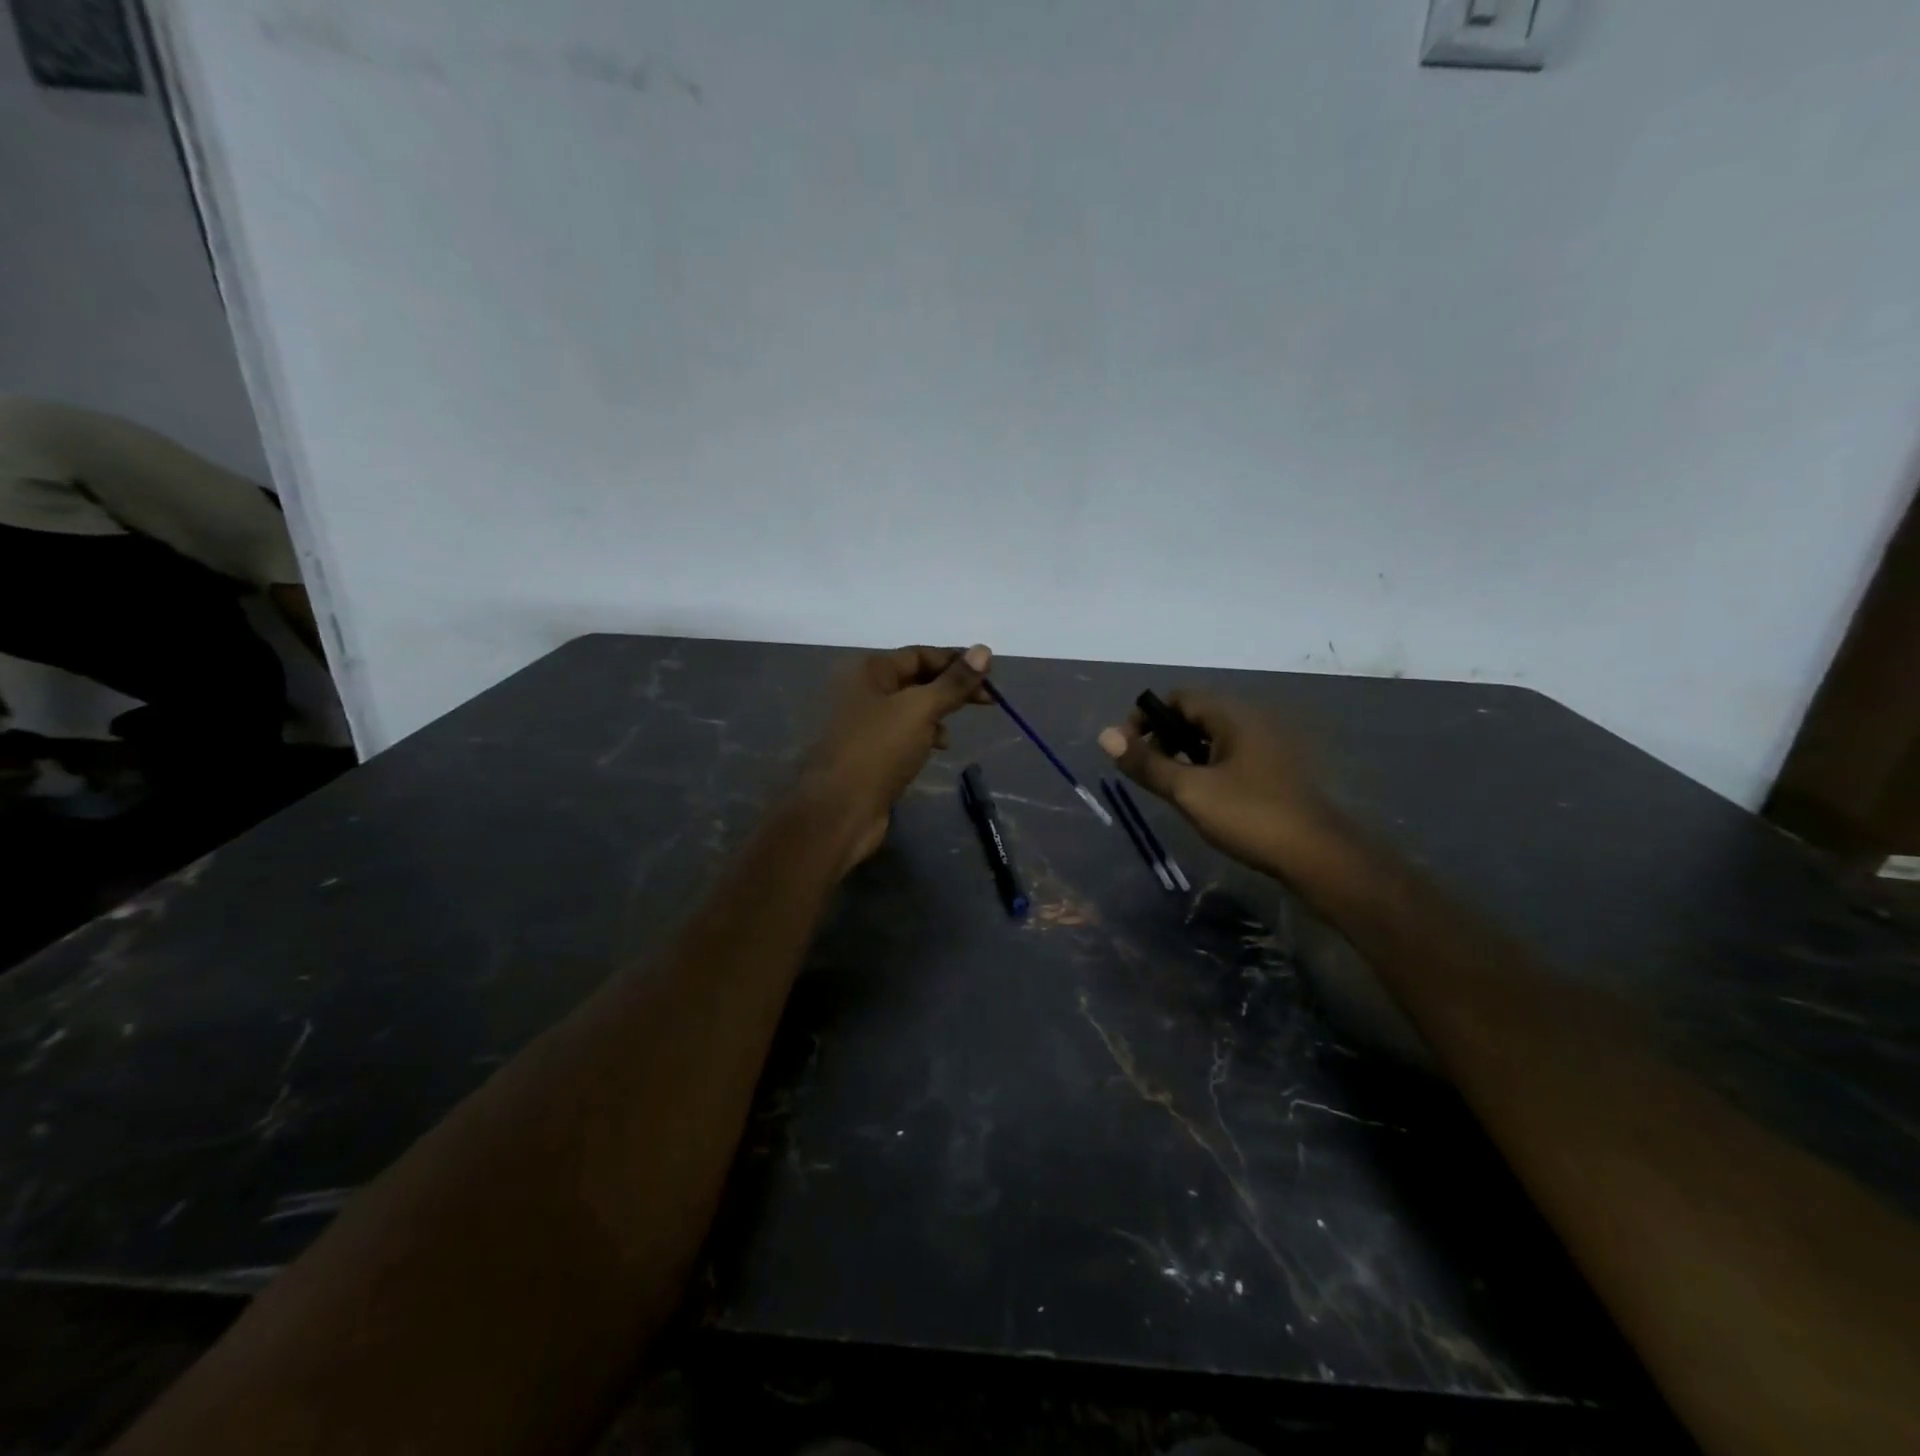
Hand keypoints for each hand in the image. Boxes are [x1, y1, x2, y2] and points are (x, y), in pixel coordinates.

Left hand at [799, 643, 992, 870]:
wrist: (840, 809)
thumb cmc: (878, 750)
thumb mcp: (921, 710)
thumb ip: (953, 682)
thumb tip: (983, 650)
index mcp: (871, 671)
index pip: (920, 654)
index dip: (955, 660)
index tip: (990, 674)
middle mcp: (864, 691)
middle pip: (916, 680)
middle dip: (951, 688)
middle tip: (988, 701)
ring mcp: (865, 723)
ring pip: (911, 709)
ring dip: (938, 713)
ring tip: (956, 729)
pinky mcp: (870, 752)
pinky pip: (903, 733)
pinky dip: (924, 735)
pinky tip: (937, 748)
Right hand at [1098, 691, 1328, 877]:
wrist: (1317, 855)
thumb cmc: (1249, 815)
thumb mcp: (1189, 791)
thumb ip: (1146, 763)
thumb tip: (1105, 736)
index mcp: (1233, 715)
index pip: (1178, 698)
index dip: (1147, 718)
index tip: (1129, 750)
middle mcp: (1253, 719)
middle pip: (1196, 715)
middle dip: (1164, 737)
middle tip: (1148, 772)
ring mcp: (1269, 745)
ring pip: (1214, 737)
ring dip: (1185, 754)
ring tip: (1171, 787)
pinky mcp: (1277, 769)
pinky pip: (1232, 755)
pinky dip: (1209, 766)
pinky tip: (1204, 797)